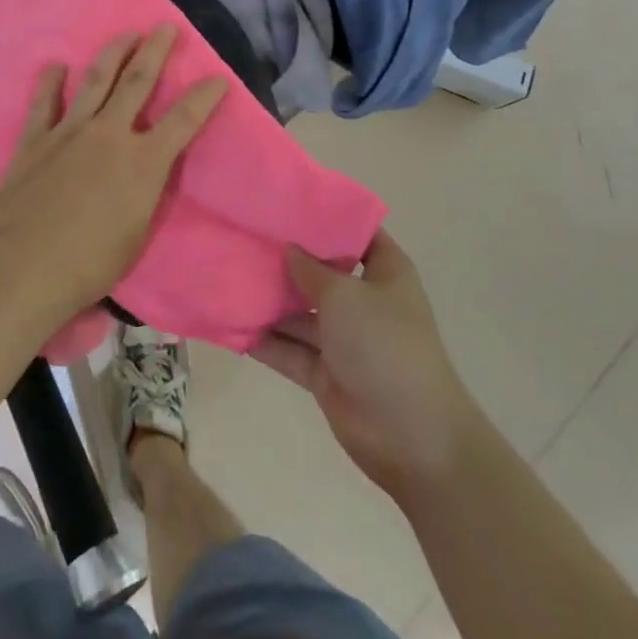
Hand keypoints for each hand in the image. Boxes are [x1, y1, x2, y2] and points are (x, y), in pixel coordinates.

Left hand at [0, 25, 228, 324]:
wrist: (27, 268)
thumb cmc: (92, 263)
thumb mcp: (138, 230)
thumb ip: (147, 190)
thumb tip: (148, 168)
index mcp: (142, 161)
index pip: (184, 120)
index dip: (204, 96)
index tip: (218, 77)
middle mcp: (109, 134)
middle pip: (137, 81)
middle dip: (155, 51)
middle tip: (166, 27)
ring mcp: (69, 132)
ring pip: (94, 81)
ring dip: (113, 53)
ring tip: (125, 34)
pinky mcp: (35, 140)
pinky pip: (43, 103)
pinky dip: (50, 82)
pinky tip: (55, 66)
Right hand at [251, 231, 476, 500]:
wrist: (411, 436)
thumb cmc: (384, 345)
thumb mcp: (345, 295)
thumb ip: (311, 269)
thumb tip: (289, 248)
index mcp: (384, 272)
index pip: (357, 232)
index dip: (328, 217)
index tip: (287, 202)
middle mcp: (364, 300)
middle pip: (321, 271)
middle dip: (286, 258)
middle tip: (243, 234)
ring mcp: (344, 339)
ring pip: (300, 312)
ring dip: (269, 300)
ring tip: (226, 274)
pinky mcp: (325, 373)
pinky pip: (289, 349)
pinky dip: (264, 340)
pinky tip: (230, 322)